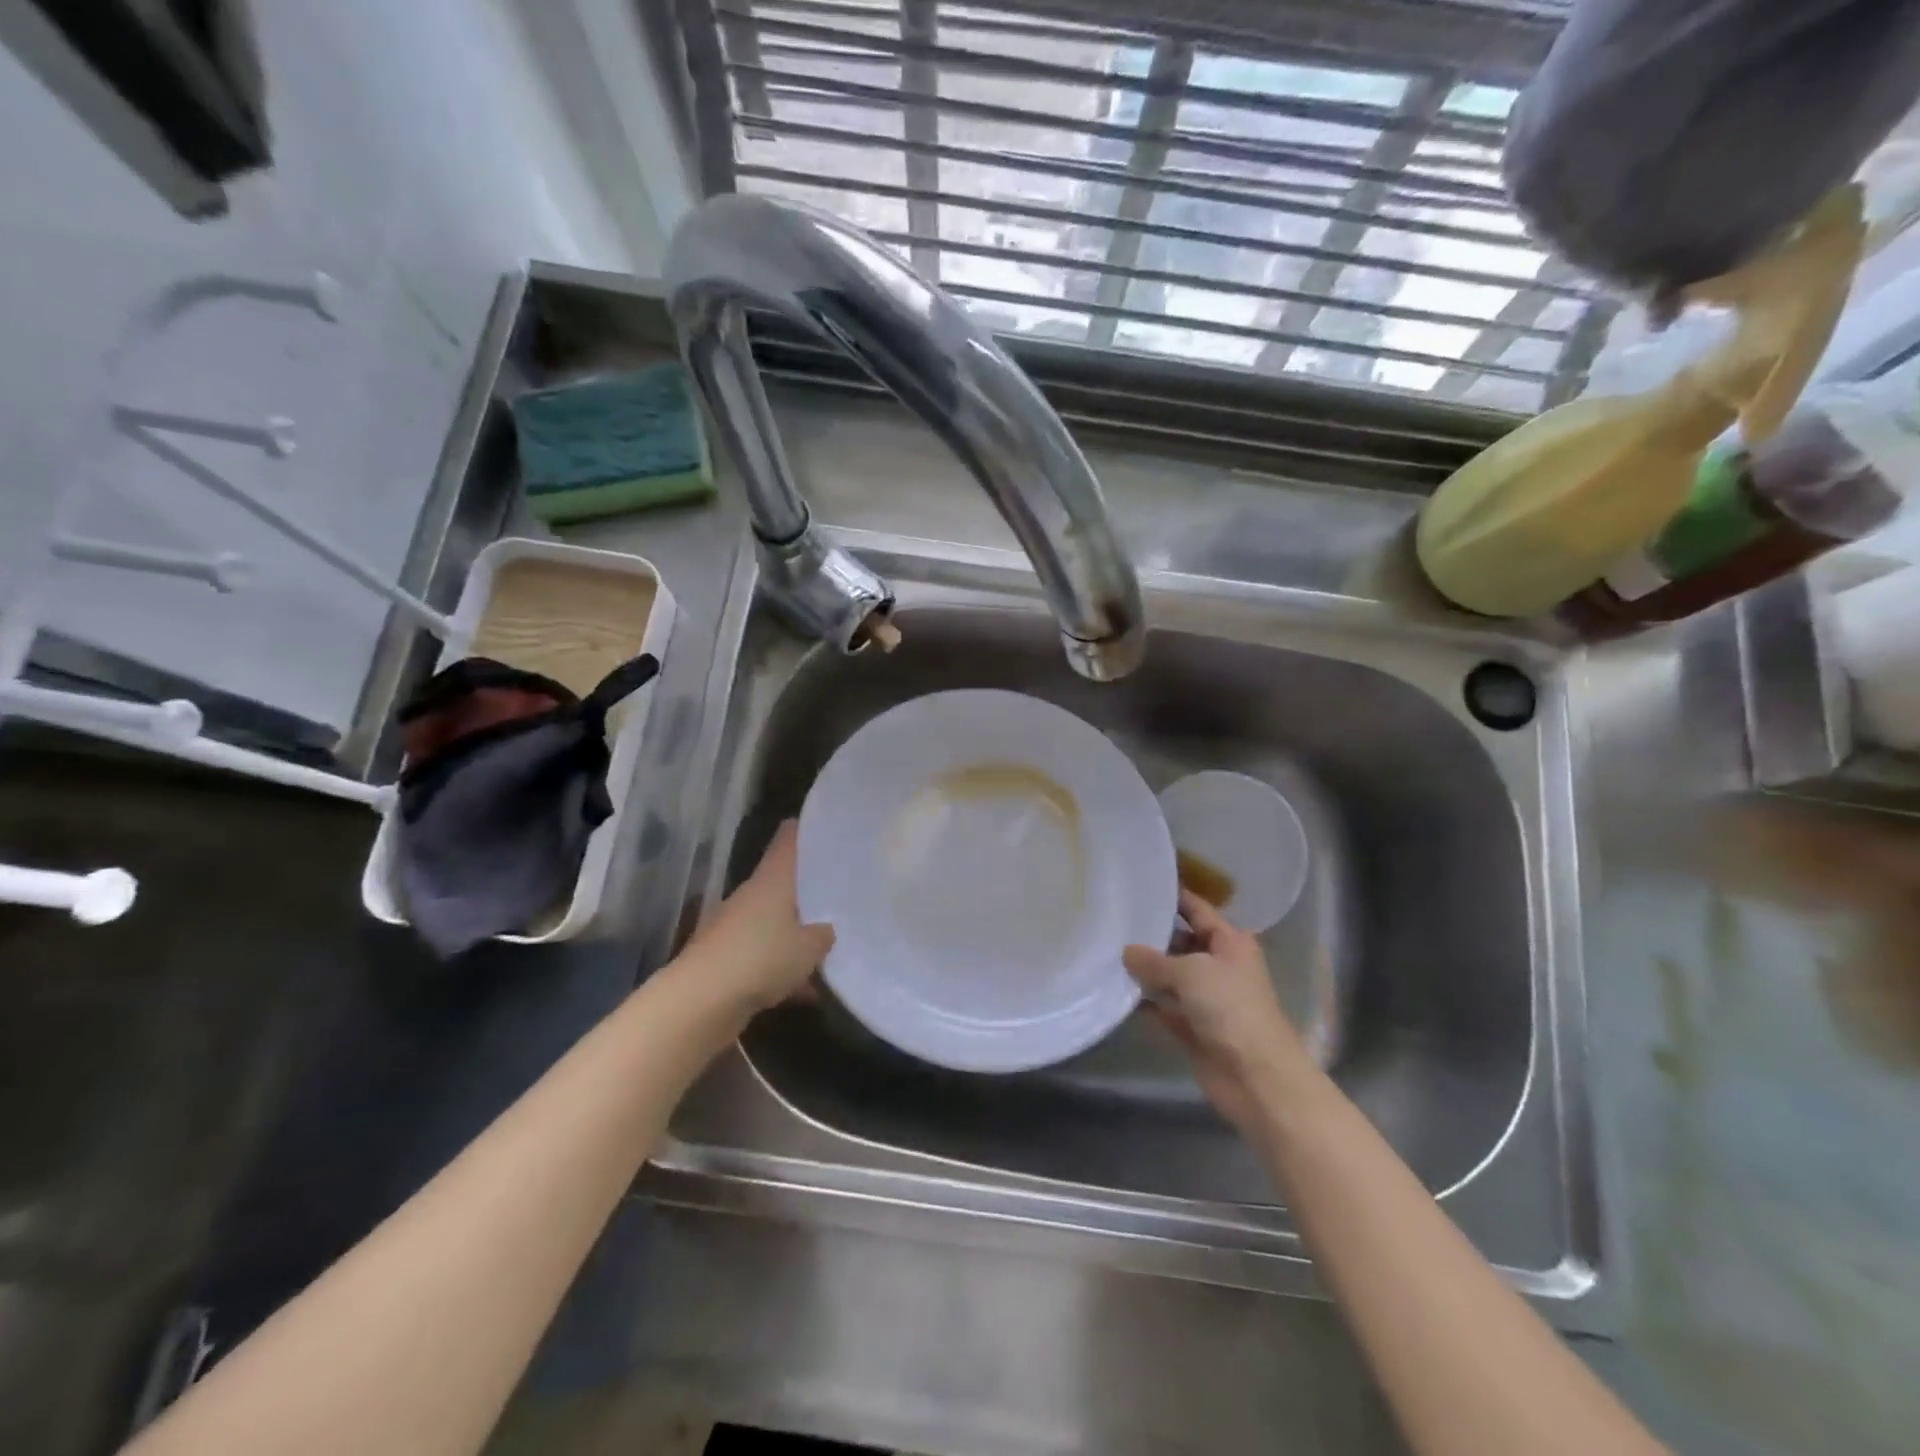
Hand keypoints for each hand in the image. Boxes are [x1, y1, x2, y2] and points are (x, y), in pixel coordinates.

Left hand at [688, 821, 835, 1013]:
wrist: (700, 1002)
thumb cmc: (761, 958)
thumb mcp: (809, 947)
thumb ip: (823, 935)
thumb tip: (827, 929)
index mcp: (771, 880)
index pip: (787, 841)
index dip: (803, 831)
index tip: (824, 828)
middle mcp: (750, 896)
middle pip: (781, 884)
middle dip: (806, 891)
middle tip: (838, 896)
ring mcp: (733, 928)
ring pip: (772, 923)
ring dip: (794, 935)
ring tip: (826, 951)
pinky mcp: (724, 960)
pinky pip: (761, 957)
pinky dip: (780, 969)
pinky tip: (805, 992)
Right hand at [1124, 890, 1314, 1131]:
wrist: (1257, 1077)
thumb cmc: (1231, 1008)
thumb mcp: (1191, 972)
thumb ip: (1155, 960)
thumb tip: (1127, 951)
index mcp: (1230, 942)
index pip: (1197, 910)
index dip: (1172, 896)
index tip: (1140, 884)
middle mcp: (1219, 965)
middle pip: (1180, 941)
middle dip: (1150, 934)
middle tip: (1112, 918)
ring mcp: (1206, 998)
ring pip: (1169, 975)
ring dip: (1144, 969)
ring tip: (1105, 950)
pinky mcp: (1193, 1027)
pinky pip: (1163, 1007)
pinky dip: (1144, 1002)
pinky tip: (1115, 991)